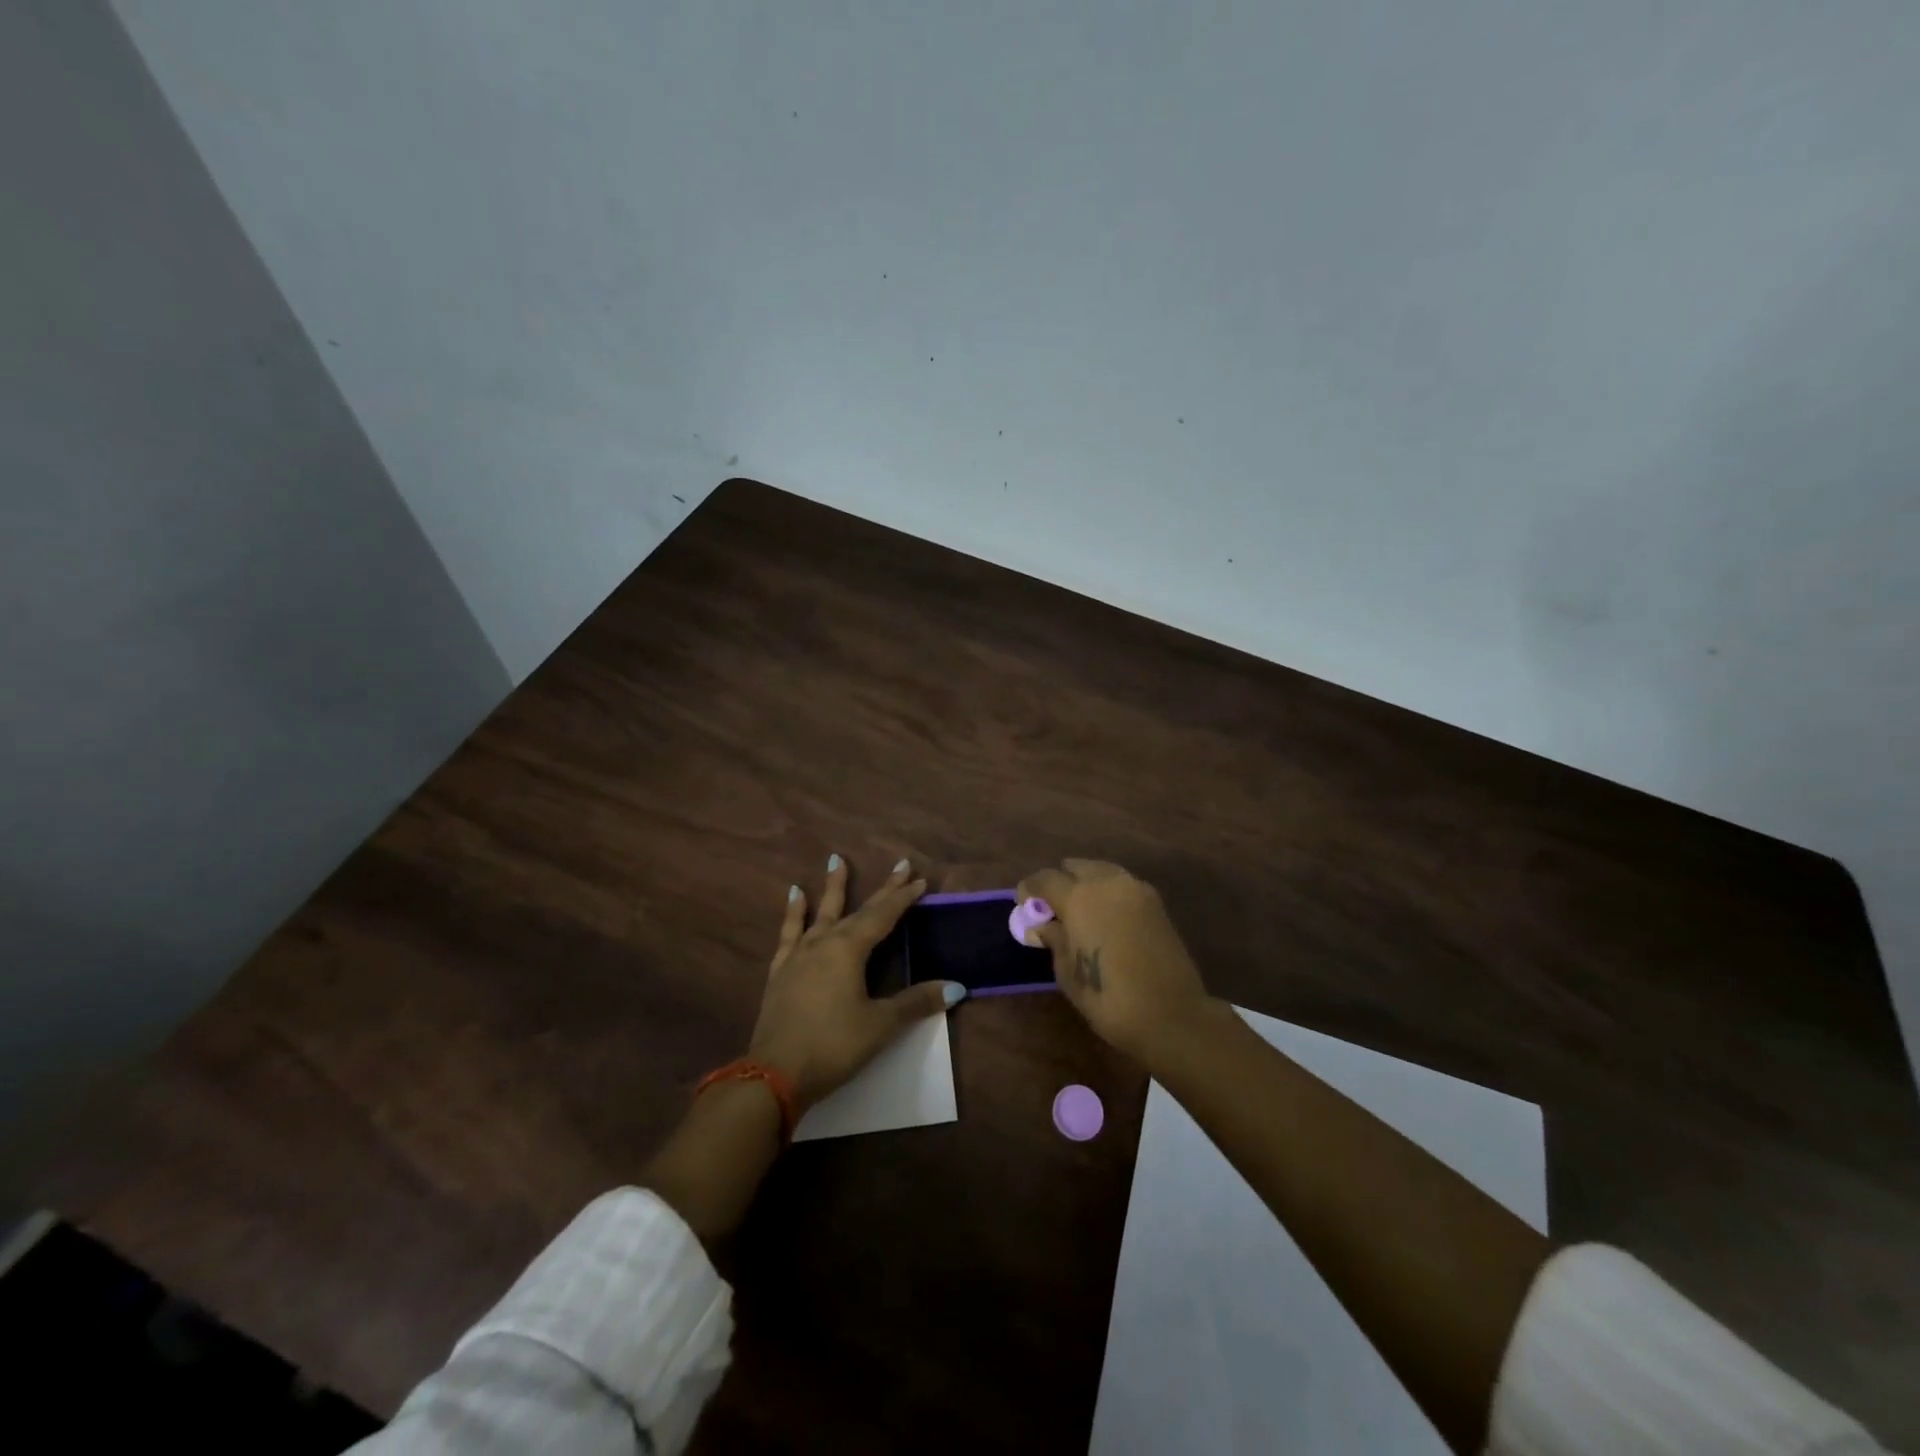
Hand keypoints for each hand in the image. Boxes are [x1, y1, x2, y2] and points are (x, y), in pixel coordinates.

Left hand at [748, 856, 964, 1110]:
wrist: (774, 1074)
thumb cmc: (833, 1046)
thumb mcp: (880, 1025)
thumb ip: (916, 1002)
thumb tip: (956, 986)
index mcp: (849, 950)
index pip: (883, 916)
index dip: (903, 898)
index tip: (919, 879)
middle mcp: (824, 943)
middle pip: (858, 910)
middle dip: (882, 890)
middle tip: (899, 865)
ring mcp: (798, 956)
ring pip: (820, 913)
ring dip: (832, 887)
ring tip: (835, 860)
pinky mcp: (780, 972)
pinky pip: (789, 934)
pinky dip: (794, 914)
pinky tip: (795, 897)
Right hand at [1016, 858, 1211, 1063]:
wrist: (1172, 1015)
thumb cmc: (1109, 999)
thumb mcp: (1068, 973)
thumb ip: (1055, 940)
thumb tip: (1042, 925)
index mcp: (1079, 897)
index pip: (1045, 879)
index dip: (1030, 889)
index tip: (1023, 904)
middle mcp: (1107, 883)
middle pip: (1076, 867)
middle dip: (1061, 881)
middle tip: (1052, 906)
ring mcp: (1136, 890)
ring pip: (1102, 871)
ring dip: (1086, 882)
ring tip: (1079, 909)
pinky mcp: (1156, 903)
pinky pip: (1123, 884)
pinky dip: (1109, 891)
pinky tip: (1104, 915)